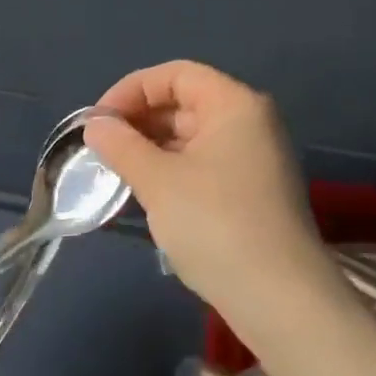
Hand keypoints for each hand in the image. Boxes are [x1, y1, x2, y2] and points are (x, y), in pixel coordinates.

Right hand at [83, 62, 325, 325]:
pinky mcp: (251, 192)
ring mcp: (254, 159)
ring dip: (151, 147)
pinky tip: (144, 191)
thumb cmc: (215, 225)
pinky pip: (203, 164)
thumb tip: (96, 126)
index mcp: (234, 105)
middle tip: (101, 149)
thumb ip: (122, 146)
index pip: (175, 75)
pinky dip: (171, 169)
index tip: (98, 122)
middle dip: (139, 120)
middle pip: (184, 102)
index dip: (131, 90)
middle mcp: (250, 123)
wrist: (280, 300)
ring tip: (116, 171)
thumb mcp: (158, 181)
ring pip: (192, 136)